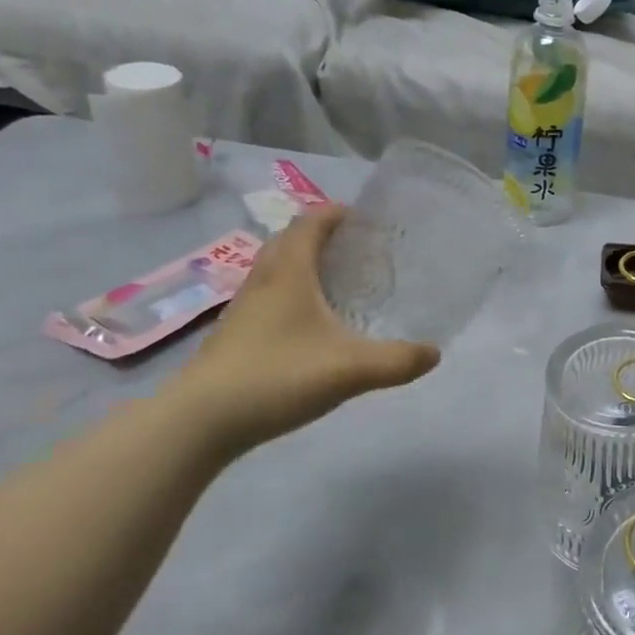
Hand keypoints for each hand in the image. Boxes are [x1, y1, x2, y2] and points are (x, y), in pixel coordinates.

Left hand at [167, 206, 439, 453]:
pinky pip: (269, 297)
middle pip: (290, 240)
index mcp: (289, 273)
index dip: (337, 213)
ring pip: (276, 269)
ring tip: (339, 282)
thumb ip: (398, 360)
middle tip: (358, 249)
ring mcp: (244, 308)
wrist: (199, 422)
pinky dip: (292, 295)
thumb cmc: (277, 377)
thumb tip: (434, 353)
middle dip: (323, 235)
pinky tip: (312, 325)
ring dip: (305, 265)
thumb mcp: (350, 369)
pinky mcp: (235, 335)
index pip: (311, 222)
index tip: (366, 217)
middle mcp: (263, 281)